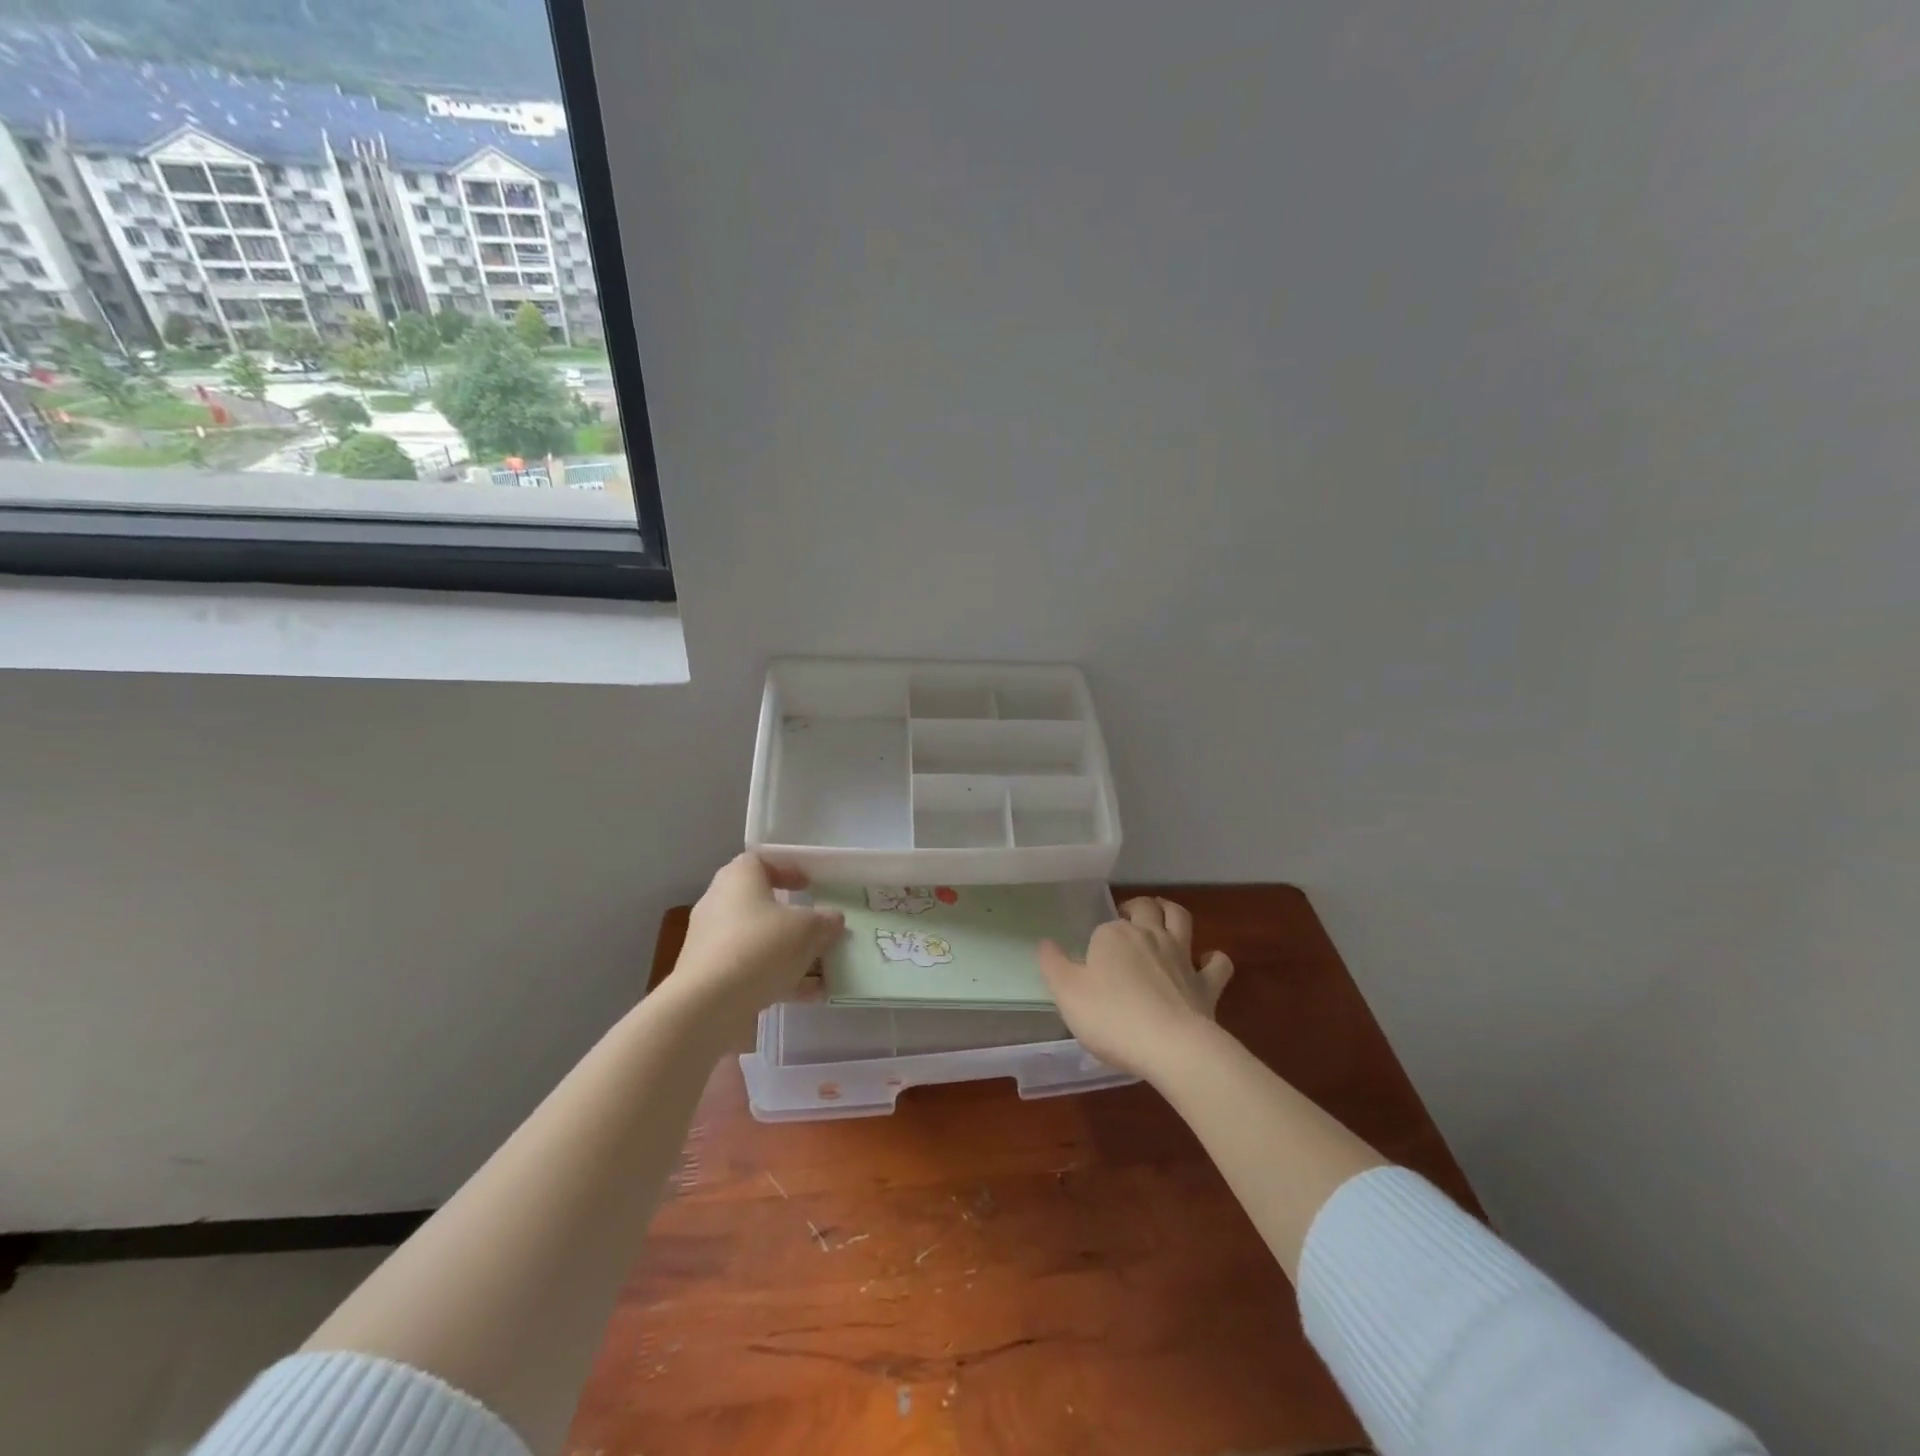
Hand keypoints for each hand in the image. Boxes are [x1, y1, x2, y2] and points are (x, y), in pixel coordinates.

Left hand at [659, 855, 845, 1037]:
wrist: (708, 1006)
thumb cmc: (760, 947)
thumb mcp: (808, 929)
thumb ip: (825, 922)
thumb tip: (832, 920)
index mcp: (738, 880)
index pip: (759, 861)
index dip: (786, 869)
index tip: (809, 885)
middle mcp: (719, 905)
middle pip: (760, 904)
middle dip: (792, 919)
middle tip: (818, 929)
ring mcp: (712, 943)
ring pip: (758, 941)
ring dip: (790, 953)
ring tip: (822, 969)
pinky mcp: (710, 977)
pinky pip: (750, 970)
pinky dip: (777, 977)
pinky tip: (808, 995)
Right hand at [1039, 896, 1232, 1080]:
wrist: (1171, 1047)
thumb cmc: (1111, 1017)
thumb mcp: (1066, 993)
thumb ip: (1053, 964)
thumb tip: (1045, 943)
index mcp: (1113, 935)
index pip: (1102, 927)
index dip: (1097, 941)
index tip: (1091, 961)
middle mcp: (1149, 936)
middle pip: (1144, 908)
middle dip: (1136, 907)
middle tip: (1126, 917)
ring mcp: (1181, 957)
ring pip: (1180, 918)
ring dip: (1171, 912)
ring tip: (1162, 915)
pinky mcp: (1207, 983)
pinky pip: (1217, 963)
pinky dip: (1212, 958)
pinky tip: (1205, 963)